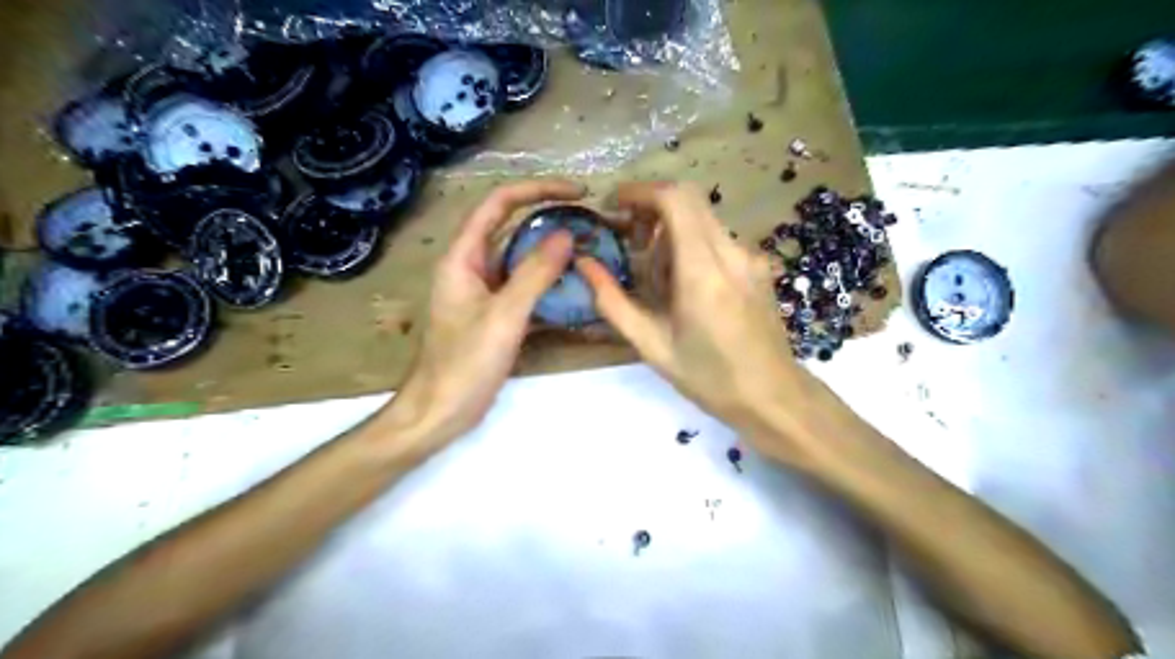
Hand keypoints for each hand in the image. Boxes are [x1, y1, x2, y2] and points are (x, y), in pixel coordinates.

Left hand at [382, 181, 582, 454]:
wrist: (441, 411)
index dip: (537, 189)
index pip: (499, 204)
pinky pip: (525, 288)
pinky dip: (549, 285)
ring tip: (589, 252)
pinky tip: (576, 290)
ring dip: (552, 254)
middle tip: (590, 222)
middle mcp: (472, 266)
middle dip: (549, 219)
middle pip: (511, 227)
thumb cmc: (465, 363)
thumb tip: (566, 235)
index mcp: (463, 257)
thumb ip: (535, 274)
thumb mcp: (504, 316)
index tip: (577, 192)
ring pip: (521, 260)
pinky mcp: (495, 314)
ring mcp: (484, 291)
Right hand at [576, 182, 834, 459]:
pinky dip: (690, 244)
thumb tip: (584, 264)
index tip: (613, 205)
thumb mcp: (651, 345)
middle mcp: (732, 253)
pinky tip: (683, 284)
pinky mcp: (758, 266)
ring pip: (702, 218)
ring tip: (653, 273)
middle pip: (689, 199)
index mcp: (703, 271)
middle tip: (627, 238)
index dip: (640, 191)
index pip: (675, 199)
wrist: (773, 396)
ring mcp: (750, 257)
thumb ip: (612, 301)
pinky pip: (717, 238)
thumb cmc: (709, 378)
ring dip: (670, 229)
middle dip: (651, 207)